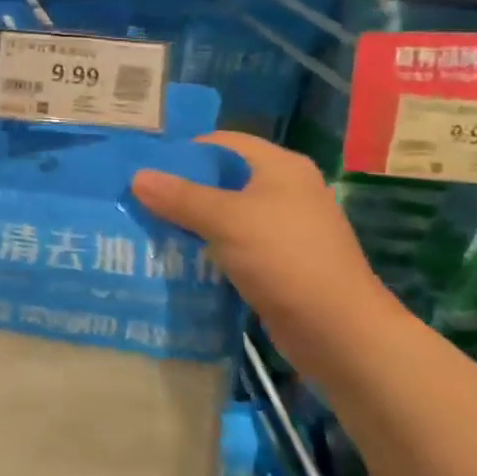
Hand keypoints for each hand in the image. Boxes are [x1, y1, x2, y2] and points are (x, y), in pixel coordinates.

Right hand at [132, 132, 402, 368]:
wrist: (340, 332)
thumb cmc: (285, 259)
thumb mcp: (226, 220)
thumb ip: (180, 197)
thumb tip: (137, 176)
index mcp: (280, 167)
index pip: (221, 143)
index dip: (183, 152)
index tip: (145, 168)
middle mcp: (285, 190)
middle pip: (222, 179)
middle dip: (181, 190)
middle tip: (138, 201)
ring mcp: (284, 228)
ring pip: (225, 215)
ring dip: (191, 223)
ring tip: (149, 229)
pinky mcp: (280, 262)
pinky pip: (234, 245)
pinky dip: (208, 249)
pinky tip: (178, 260)